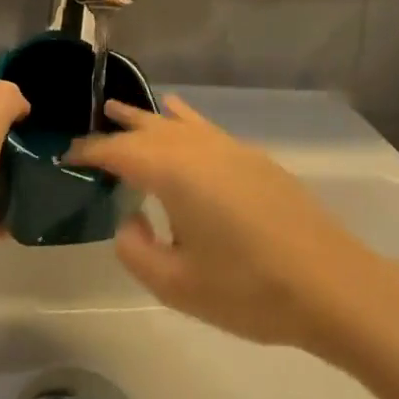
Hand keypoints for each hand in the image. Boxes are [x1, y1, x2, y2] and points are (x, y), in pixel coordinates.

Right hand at [66, 96, 379, 351]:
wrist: (329, 283)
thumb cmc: (249, 290)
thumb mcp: (178, 286)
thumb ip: (138, 251)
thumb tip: (129, 221)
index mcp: (174, 173)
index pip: (120, 152)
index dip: (91, 151)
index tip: (68, 154)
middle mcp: (197, 148)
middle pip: (147, 128)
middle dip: (117, 126)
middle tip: (89, 124)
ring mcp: (228, 148)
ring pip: (176, 122)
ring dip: (146, 117)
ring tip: (121, 108)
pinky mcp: (252, 158)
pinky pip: (204, 127)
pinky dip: (183, 118)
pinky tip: (178, 112)